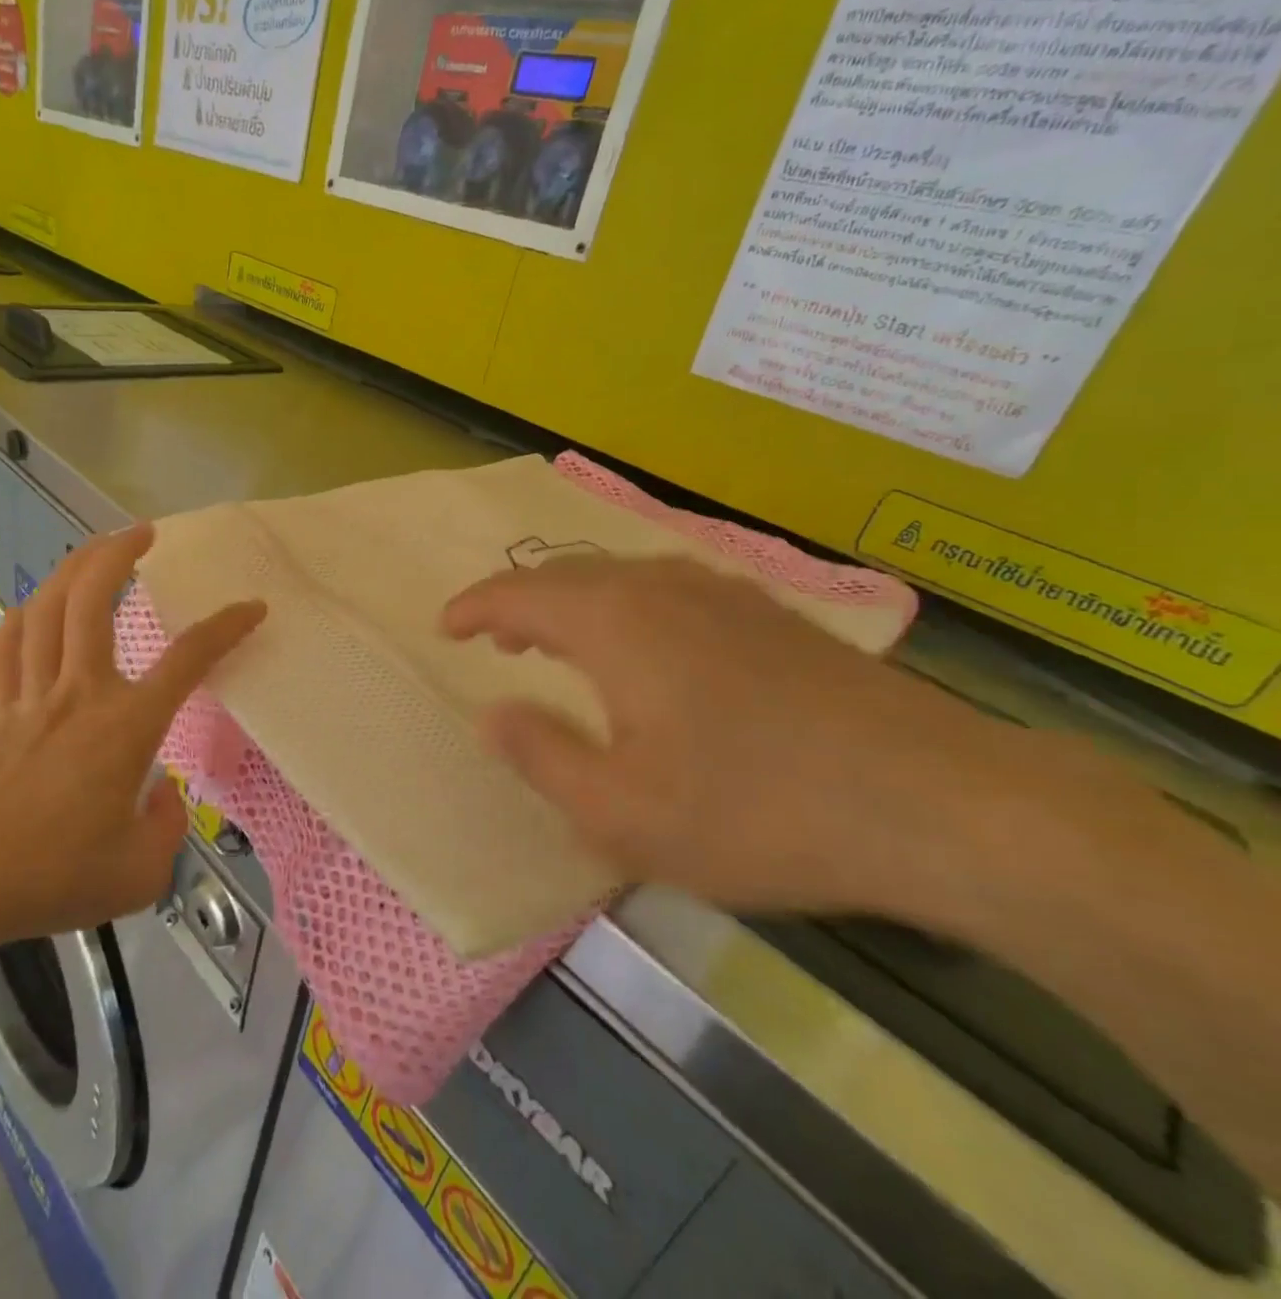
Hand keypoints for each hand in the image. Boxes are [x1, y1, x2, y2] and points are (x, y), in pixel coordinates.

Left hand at [0, 525, 264, 950]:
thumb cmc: (56, 877)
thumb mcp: (141, 873)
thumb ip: (168, 827)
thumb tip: (161, 794)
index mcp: (126, 726)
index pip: (188, 660)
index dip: (226, 627)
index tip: (251, 607)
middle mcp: (80, 694)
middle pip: (93, 601)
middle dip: (119, 554)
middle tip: (144, 532)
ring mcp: (32, 698)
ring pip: (47, 610)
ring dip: (73, 569)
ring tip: (96, 550)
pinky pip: (7, 646)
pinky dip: (24, 615)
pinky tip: (36, 606)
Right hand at [442, 554, 1021, 919]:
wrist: (943, 804)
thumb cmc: (760, 811)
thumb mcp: (623, 812)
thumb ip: (542, 756)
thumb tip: (494, 714)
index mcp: (616, 623)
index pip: (520, 596)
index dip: (474, 608)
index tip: (444, 628)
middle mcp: (663, 589)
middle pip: (568, 576)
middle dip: (520, 603)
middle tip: (493, 640)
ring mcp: (725, 595)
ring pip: (621, 578)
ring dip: (573, 603)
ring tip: (555, 641)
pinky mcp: (770, 616)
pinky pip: (668, 590)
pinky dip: (626, 608)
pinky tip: (645, 649)